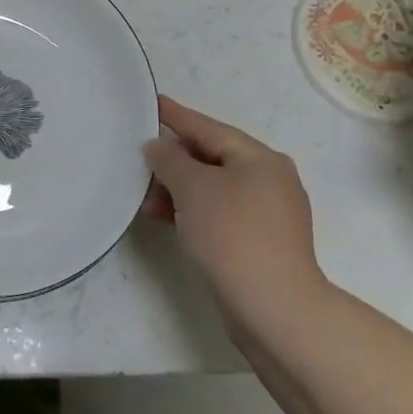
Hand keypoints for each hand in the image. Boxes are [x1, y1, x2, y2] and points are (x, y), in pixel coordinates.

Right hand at [145, 94, 327, 350]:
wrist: (274, 310)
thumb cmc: (233, 235)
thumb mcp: (192, 187)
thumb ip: (169, 159)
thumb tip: (158, 147)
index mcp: (260, 158)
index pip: (209, 128)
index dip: (176, 116)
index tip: (151, 103)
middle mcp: (270, 180)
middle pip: (211, 158)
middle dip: (173, 160)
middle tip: (139, 157)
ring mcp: (268, 215)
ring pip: (213, 189)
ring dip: (178, 190)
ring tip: (144, 198)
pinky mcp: (260, 244)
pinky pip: (218, 213)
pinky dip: (192, 211)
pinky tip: (164, 218)